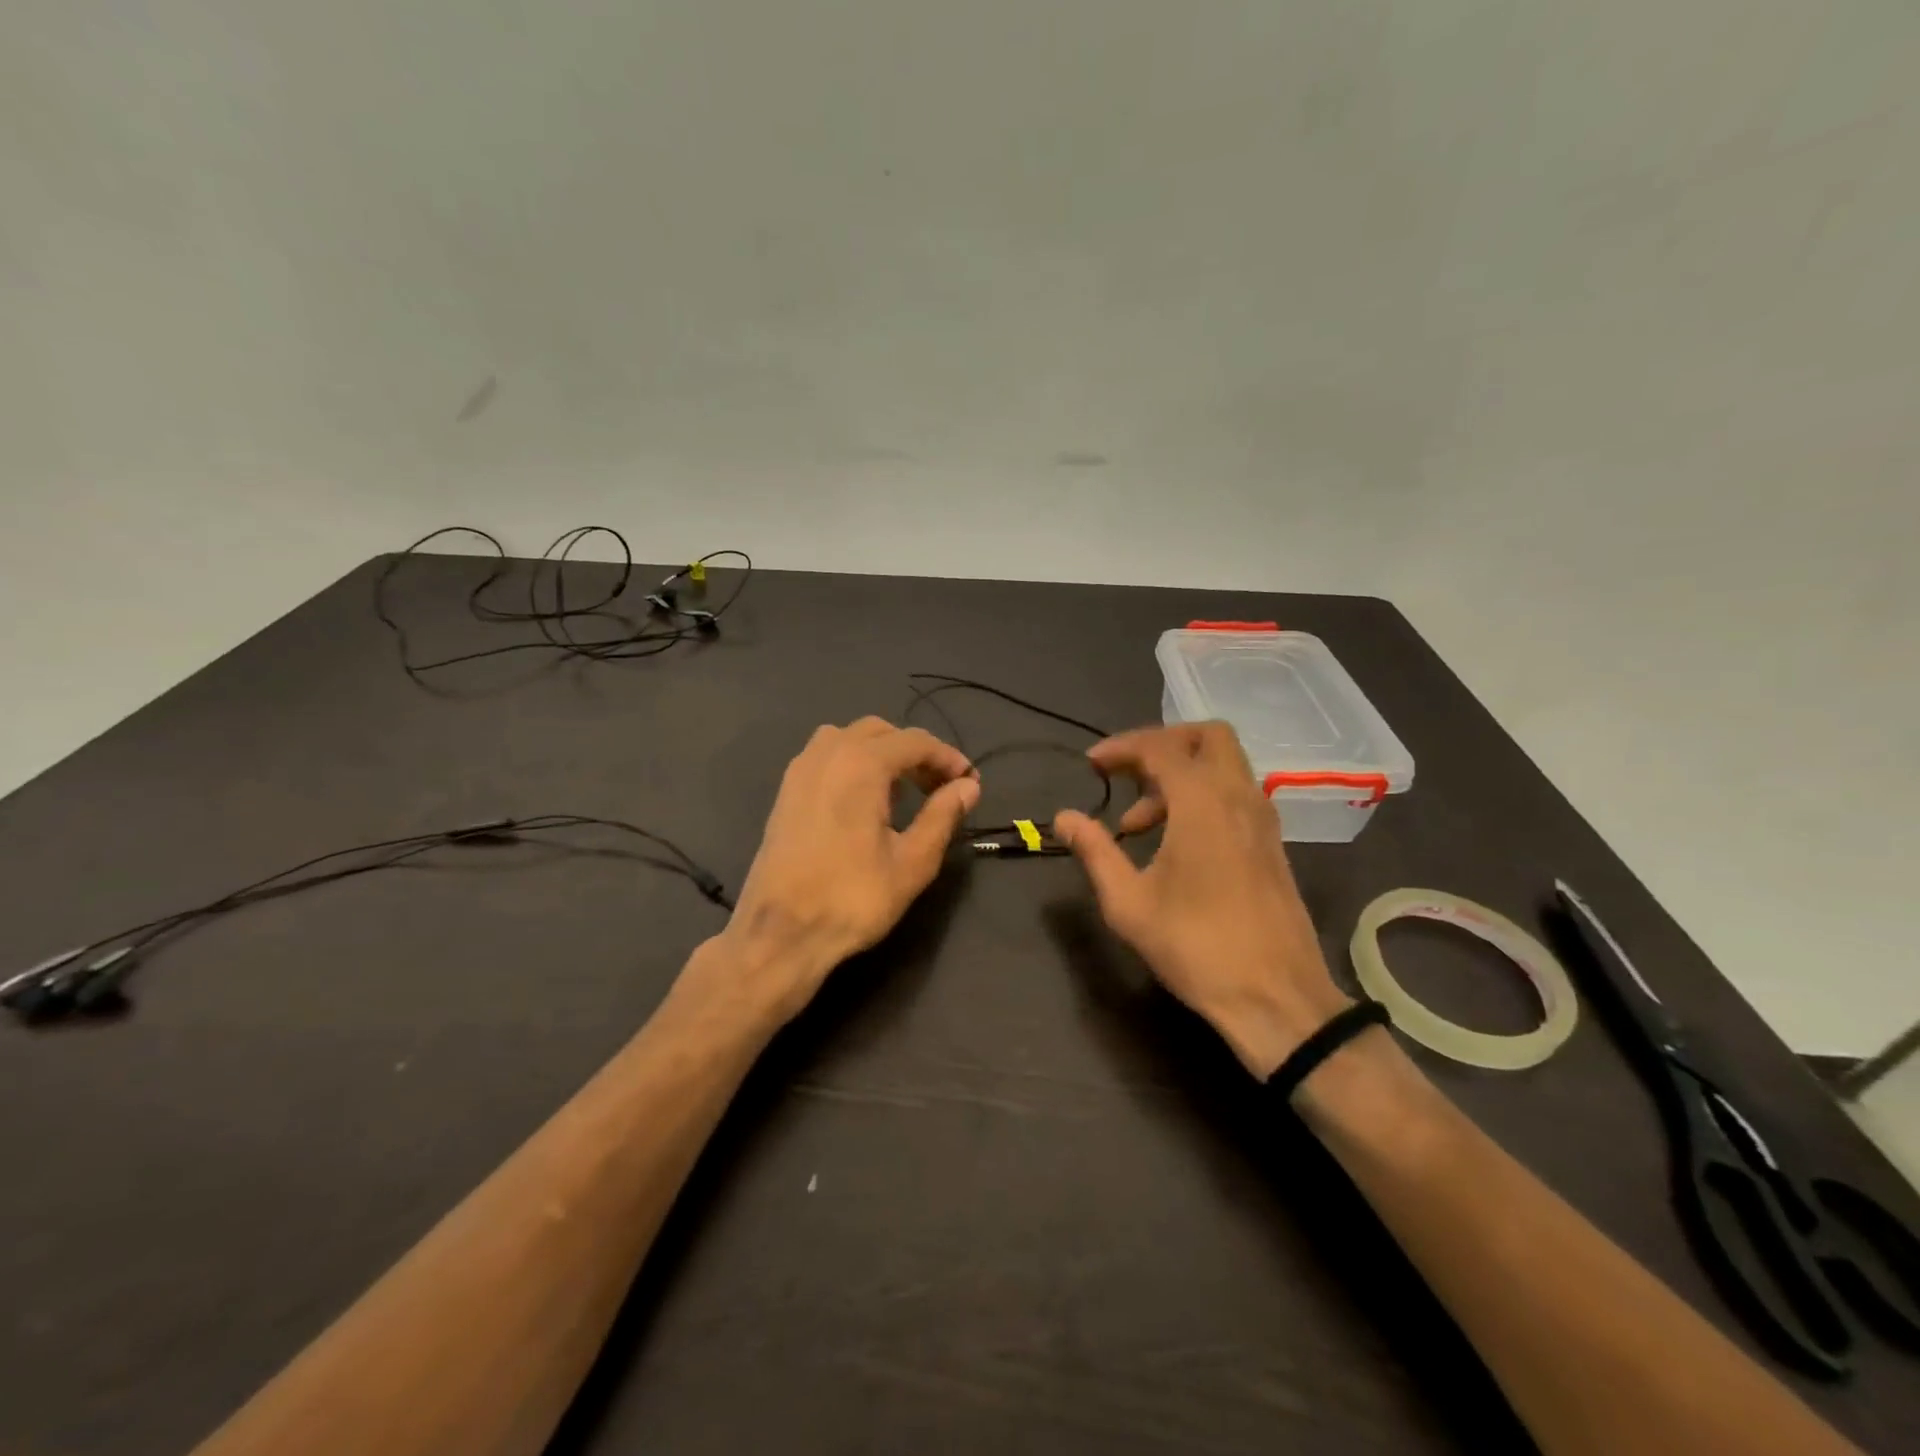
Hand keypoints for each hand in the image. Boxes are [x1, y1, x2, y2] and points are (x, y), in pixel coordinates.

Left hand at [715, 718, 978, 1022]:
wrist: (780, 932)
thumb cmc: (853, 899)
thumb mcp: (912, 862)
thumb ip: (943, 816)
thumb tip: (968, 786)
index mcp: (861, 764)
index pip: (916, 742)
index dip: (948, 758)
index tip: (969, 782)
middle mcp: (828, 754)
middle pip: (882, 732)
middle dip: (916, 752)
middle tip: (939, 788)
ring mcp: (801, 770)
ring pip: (850, 738)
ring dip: (882, 753)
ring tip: (902, 791)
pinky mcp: (786, 791)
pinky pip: (826, 756)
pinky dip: (853, 762)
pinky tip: (864, 800)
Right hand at [1053, 722, 1350, 1078]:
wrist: (1276, 998)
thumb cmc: (1196, 947)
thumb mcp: (1128, 903)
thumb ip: (1095, 850)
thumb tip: (1064, 817)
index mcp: (1202, 803)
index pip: (1159, 748)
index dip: (1120, 748)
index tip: (1091, 766)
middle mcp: (1239, 797)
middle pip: (1207, 737)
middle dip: (1161, 745)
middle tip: (1127, 775)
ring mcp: (1263, 819)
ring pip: (1223, 765)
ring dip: (1180, 775)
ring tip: (1139, 823)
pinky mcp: (1272, 843)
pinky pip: (1236, 794)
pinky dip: (1203, 796)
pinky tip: (1176, 841)